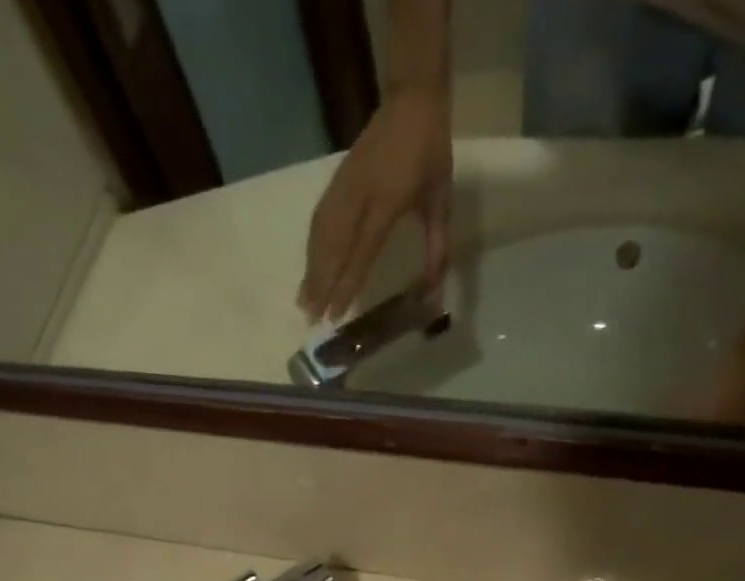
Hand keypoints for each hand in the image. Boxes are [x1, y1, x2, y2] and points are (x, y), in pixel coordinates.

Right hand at [299, 87, 451, 322]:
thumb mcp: (441, 201)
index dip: (347, 284)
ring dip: (311, 271)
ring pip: (321, 236)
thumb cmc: (431, 152)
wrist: (411, 98)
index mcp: (388, 201)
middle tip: (311, 318)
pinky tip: (308, 268)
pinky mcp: (336, 181)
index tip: (336, 313)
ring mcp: (344, 187)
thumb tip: (436, 291)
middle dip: (321, 285)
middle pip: (333, 248)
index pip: (362, 251)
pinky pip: (319, 221)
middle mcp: (359, 196)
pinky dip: (311, 248)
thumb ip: (436, 246)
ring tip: (303, 301)